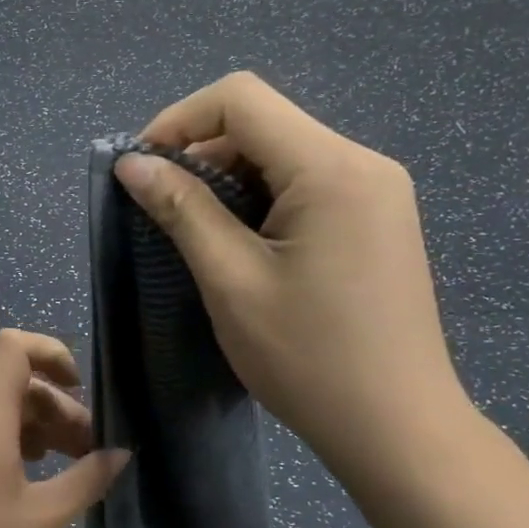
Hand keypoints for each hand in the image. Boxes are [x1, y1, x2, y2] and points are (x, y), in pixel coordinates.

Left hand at [0, 329, 130, 527]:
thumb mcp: (43, 518)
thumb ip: (87, 478)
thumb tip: (121, 453)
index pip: (13, 348)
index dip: (51, 352)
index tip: (79, 387)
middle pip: (14, 387)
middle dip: (58, 410)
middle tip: (90, 451)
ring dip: (37, 430)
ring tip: (67, 466)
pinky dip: (9, 443)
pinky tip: (27, 478)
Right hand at [113, 72, 471, 493]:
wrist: (397, 428)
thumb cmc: (307, 358)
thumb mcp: (231, 280)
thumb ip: (182, 210)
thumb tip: (131, 163)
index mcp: (331, 167)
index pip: (240, 99)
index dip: (177, 120)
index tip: (140, 169)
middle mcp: (362, 163)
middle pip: (263, 124)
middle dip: (200, 155)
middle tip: (160, 209)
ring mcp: (377, 191)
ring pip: (283, 155)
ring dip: (228, 181)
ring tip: (195, 233)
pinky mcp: (377, 220)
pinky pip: (307, 185)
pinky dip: (260, 201)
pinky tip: (241, 245)